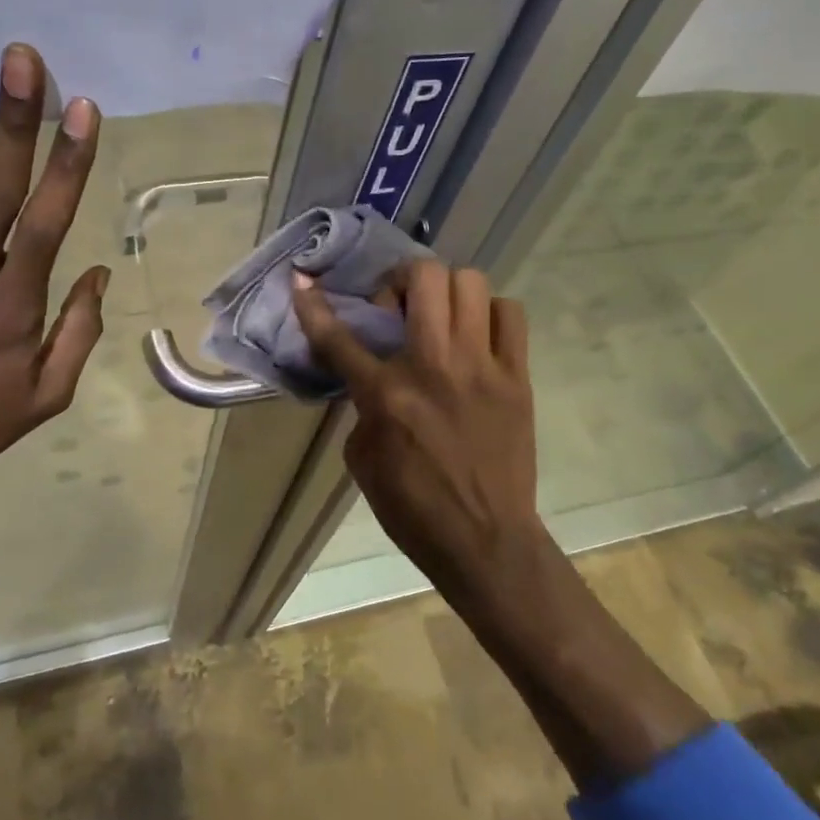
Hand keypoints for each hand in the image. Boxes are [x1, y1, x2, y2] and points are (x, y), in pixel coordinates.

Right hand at [292, 260, 538, 582]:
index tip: (302, 282)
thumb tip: (371, 376)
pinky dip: (489, 313)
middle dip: (400, 280)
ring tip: (441, 317)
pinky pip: (510, 315)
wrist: (485, 541)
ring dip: (446, 291)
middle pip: (423, 278)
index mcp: (386, 394)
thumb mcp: (363, 459)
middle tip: (398, 307)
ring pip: (470, 283)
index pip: (339, 337)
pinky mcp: (517, 377)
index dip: (313, 306)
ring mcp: (482, 367)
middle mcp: (434, 367)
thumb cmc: (413, 508)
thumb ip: (363, 406)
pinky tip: (477, 336)